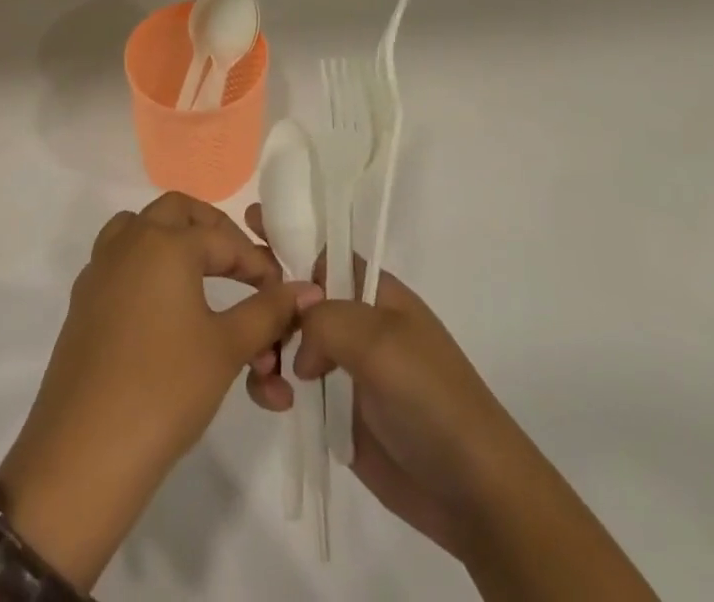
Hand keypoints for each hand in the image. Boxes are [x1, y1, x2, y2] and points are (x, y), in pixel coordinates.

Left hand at [0, 194, 318, 589]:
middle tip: (239, 266)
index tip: (281, 295)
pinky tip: (163, 308)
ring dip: (172, 240)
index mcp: (165, 243)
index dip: (258, 265)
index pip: (224, 240)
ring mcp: (100, 270)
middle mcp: (129, 242)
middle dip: (213, 232)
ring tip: (201, 274)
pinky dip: (145, 267)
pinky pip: (119, 262)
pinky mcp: (83, 302)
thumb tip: (308, 289)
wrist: (84, 455)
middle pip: (176, 212)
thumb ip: (268, 312)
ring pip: (139, 229)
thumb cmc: (165, 390)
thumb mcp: (227, 348)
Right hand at [243, 205, 536, 564]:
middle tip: (242, 313)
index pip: (323, 249)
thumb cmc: (431, 397)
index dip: (288, 233)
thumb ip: (327, 320)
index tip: (247, 222)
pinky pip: (289, 387)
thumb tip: (298, 349)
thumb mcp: (381, 340)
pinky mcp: (334, 412)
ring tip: (264, 372)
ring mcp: (343, 367)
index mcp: (373, 291)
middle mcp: (355, 321)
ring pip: (286, 340)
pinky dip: (273, 389)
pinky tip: (276, 404)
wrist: (471, 490)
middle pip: (296, 294)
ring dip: (265, 348)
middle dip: (266, 297)